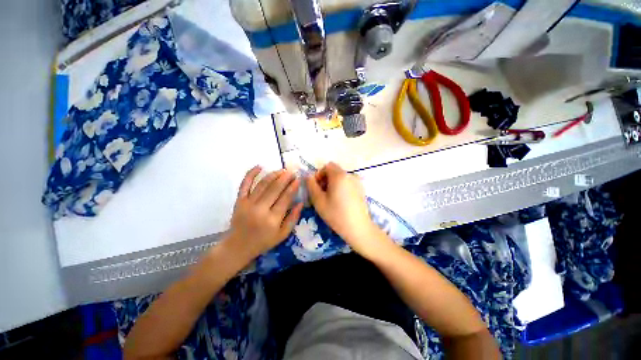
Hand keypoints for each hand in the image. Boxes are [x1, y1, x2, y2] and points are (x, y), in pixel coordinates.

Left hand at [224, 166, 302, 261]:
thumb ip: (293, 219)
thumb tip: (301, 202)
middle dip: (285, 178)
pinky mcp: (239, 201)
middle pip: (275, 189)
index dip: (293, 187)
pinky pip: (244, 184)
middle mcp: (260, 209)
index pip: (285, 198)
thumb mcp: (282, 235)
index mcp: (272, 219)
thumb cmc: (263, 241)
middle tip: (292, 171)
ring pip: (262, 184)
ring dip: (273, 175)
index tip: (298, 179)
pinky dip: (251, 174)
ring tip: (281, 170)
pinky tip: (259, 166)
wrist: (238, 246)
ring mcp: (248, 204)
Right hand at [306, 162, 384, 254]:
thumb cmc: (336, 214)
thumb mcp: (318, 201)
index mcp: (339, 176)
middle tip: (321, 194)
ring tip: (330, 199)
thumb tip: (308, 176)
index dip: (319, 175)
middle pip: (334, 171)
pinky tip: (340, 201)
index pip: (327, 166)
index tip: (316, 188)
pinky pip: (348, 183)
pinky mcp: (361, 189)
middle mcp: (350, 175)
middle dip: (325, 180)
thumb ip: (311, 185)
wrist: (358, 228)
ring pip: (341, 177)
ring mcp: (357, 182)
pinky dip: (341, 187)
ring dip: (333, 184)